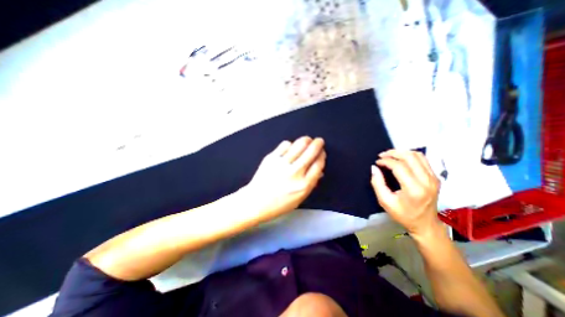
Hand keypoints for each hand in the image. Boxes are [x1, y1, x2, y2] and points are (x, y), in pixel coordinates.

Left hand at [246, 136, 326, 220]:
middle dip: (318, 144)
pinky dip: (290, 144)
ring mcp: (282, 163)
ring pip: (299, 145)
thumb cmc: (279, 204)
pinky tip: (291, 147)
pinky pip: (285, 145)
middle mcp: (294, 172)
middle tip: (319, 141)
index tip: (322, 153)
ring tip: (307, 140)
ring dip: (306, 140)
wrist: (255, 201)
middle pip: (311, 152)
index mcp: (304, 185)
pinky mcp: (271, 158)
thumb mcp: (299, 198)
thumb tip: (319, 170)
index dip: (322, 156)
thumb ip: (311, 183)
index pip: (318, 164)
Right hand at [370, 150, 442, 237]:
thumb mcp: (385, 201)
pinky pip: (423, 160)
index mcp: (414, 189)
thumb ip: (377, 183)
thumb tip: (374, 168)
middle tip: (382, 155)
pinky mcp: (435, 177)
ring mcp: (433, 178)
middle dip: (393, 153)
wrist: (426, 224)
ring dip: (402, 152)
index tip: (377, 162)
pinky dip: (410, 156)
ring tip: (390, 155)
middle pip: (410, 157)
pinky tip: (401, 159)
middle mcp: (427, 181)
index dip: (386, 161)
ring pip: (418, 155)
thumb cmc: (403, 215)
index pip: (399, 166)